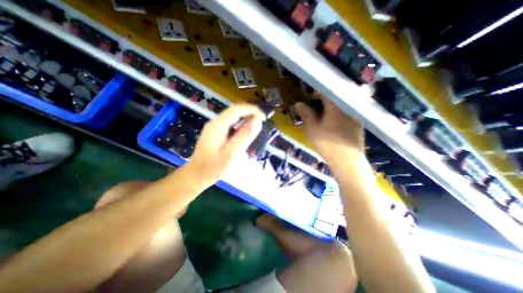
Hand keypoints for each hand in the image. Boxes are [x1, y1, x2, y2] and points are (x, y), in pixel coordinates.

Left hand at [188, 104, 265, 185]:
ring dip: (246, 119)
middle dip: (250, 113)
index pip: (237, 109)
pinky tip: (245, 133)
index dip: (252, 110)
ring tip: (256, 126)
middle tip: (262, 122)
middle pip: (234, 111)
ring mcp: (215, 128)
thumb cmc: (214, 168)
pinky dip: (240, 126)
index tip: (264, 118)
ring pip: (233, 118)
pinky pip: (230, 125)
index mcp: (218, 125)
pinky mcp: (216, 134)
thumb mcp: (231, 153)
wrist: (197, 176)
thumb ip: (245, 136)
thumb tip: (257, 121)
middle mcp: (215, 123)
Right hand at [295, 93, 364, 159]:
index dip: (317, 95)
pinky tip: (334, 130)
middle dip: (323, 105)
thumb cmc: (327, 143)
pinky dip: (339, 120)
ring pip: (341, 111)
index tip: (310, 100)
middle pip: (334, 102)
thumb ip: (306, 114)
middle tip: (315, 113)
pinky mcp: (358, 129)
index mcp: (336, 108)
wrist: (348, 162)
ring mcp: (355, 120)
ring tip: (324, 122)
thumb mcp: (312, 129)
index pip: (326, 94)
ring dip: (331, 113)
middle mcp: (348, 110)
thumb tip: (298, 103)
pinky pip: (346, 119)